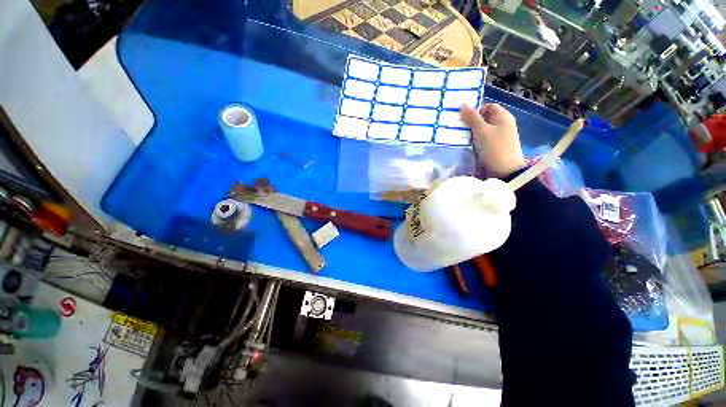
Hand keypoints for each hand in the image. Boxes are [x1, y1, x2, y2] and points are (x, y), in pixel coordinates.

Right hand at [460, 104, 525, 176]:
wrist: (505, 171)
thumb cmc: (495, 148)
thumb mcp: (482, 131)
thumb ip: (472, 118)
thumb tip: (463, 104)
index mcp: (503, 117)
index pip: (488, 106)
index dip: (476, 110)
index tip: (464, 118)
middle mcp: (503, 125)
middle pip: (485, 119)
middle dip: (471, 122)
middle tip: (458, 128)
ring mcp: (500, 137)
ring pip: (483, 130)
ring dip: (472, 133)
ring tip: (460, 137)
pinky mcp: (495, 147)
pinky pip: (483, 140)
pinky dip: (475, 141)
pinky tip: (467, 146)